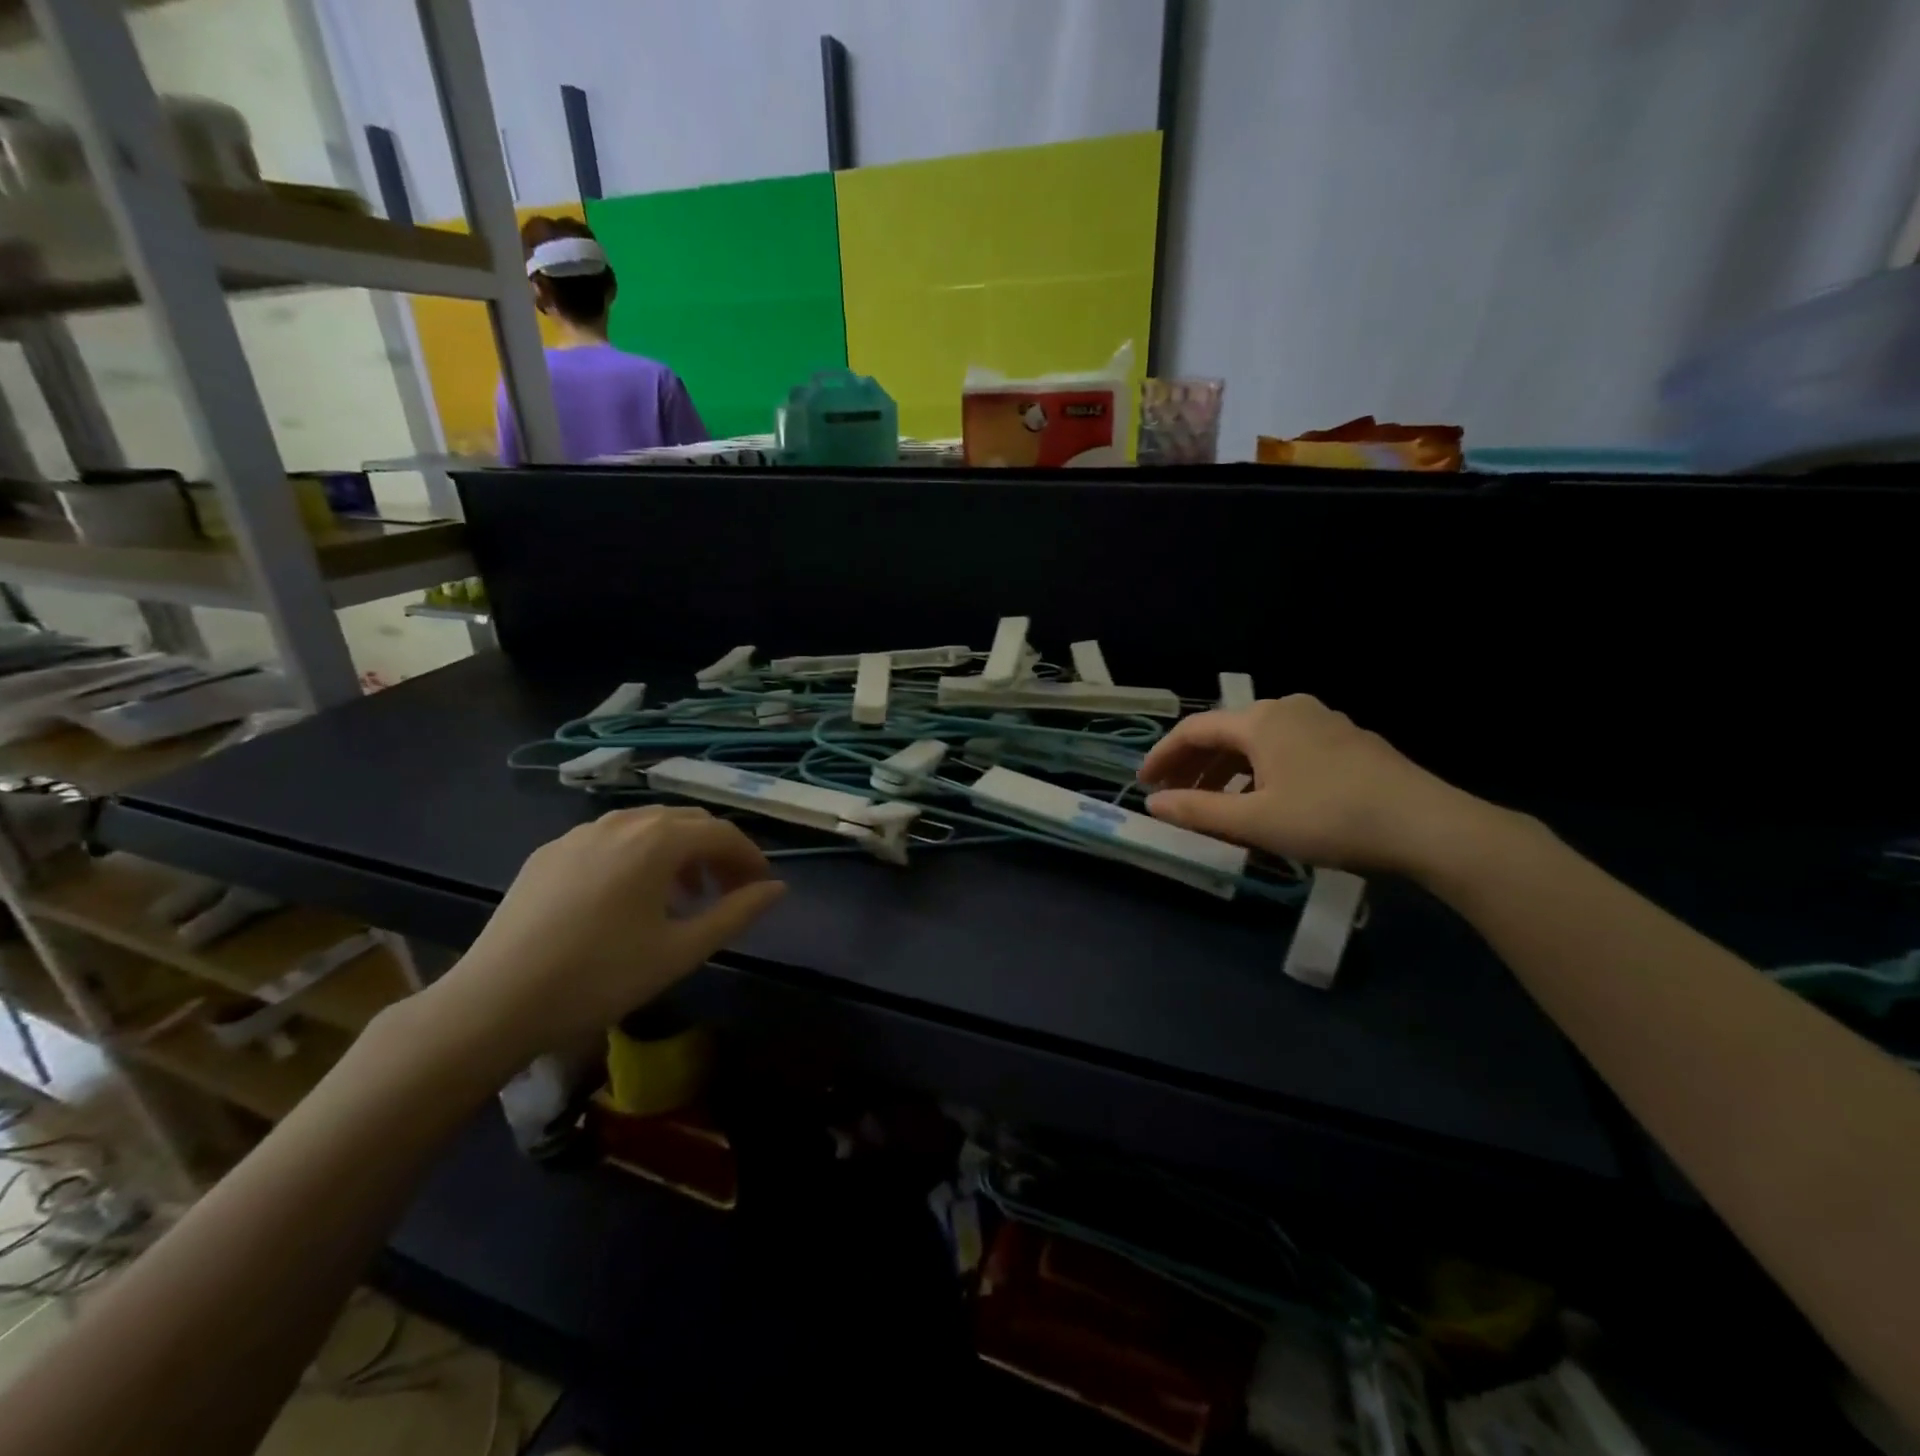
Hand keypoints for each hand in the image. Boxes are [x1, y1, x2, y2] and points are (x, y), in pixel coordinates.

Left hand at [420, 806, 784, 1071]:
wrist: (495, 1002)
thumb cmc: (602, 976)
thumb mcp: (682, 950)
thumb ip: (737, 913)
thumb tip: (777, 888)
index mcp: (658, 840)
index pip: (722, 833)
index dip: (750, 857)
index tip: (762, 887)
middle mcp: (621, 823)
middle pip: (686, 822)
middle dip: (715, 851)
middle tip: (727, 892)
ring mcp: (579, 834)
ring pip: (646, 827)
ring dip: (677, 852)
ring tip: (682, 897)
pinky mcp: (548, 853)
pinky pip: (609, 840)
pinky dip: (637, 856)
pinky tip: (628, 898)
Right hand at [1141, 695, 1493, 875]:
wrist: (1426, 825)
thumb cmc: (1329, 818)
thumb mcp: (1255, 821)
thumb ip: (1197, 810)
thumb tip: (1153, 803)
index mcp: (1261, 721)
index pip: (1194, 729)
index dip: (1163, 756)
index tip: (1143, 784)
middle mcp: (1288, 709)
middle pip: (1225, 733)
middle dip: (1194, 766)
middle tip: (1174, 797)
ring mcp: (1322, 722)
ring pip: (1257, 742)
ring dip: (1226, 771)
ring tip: (1214, 805)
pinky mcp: (1347, 741)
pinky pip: (1285, 749)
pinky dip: (1259, 771)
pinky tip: (1264, 800)